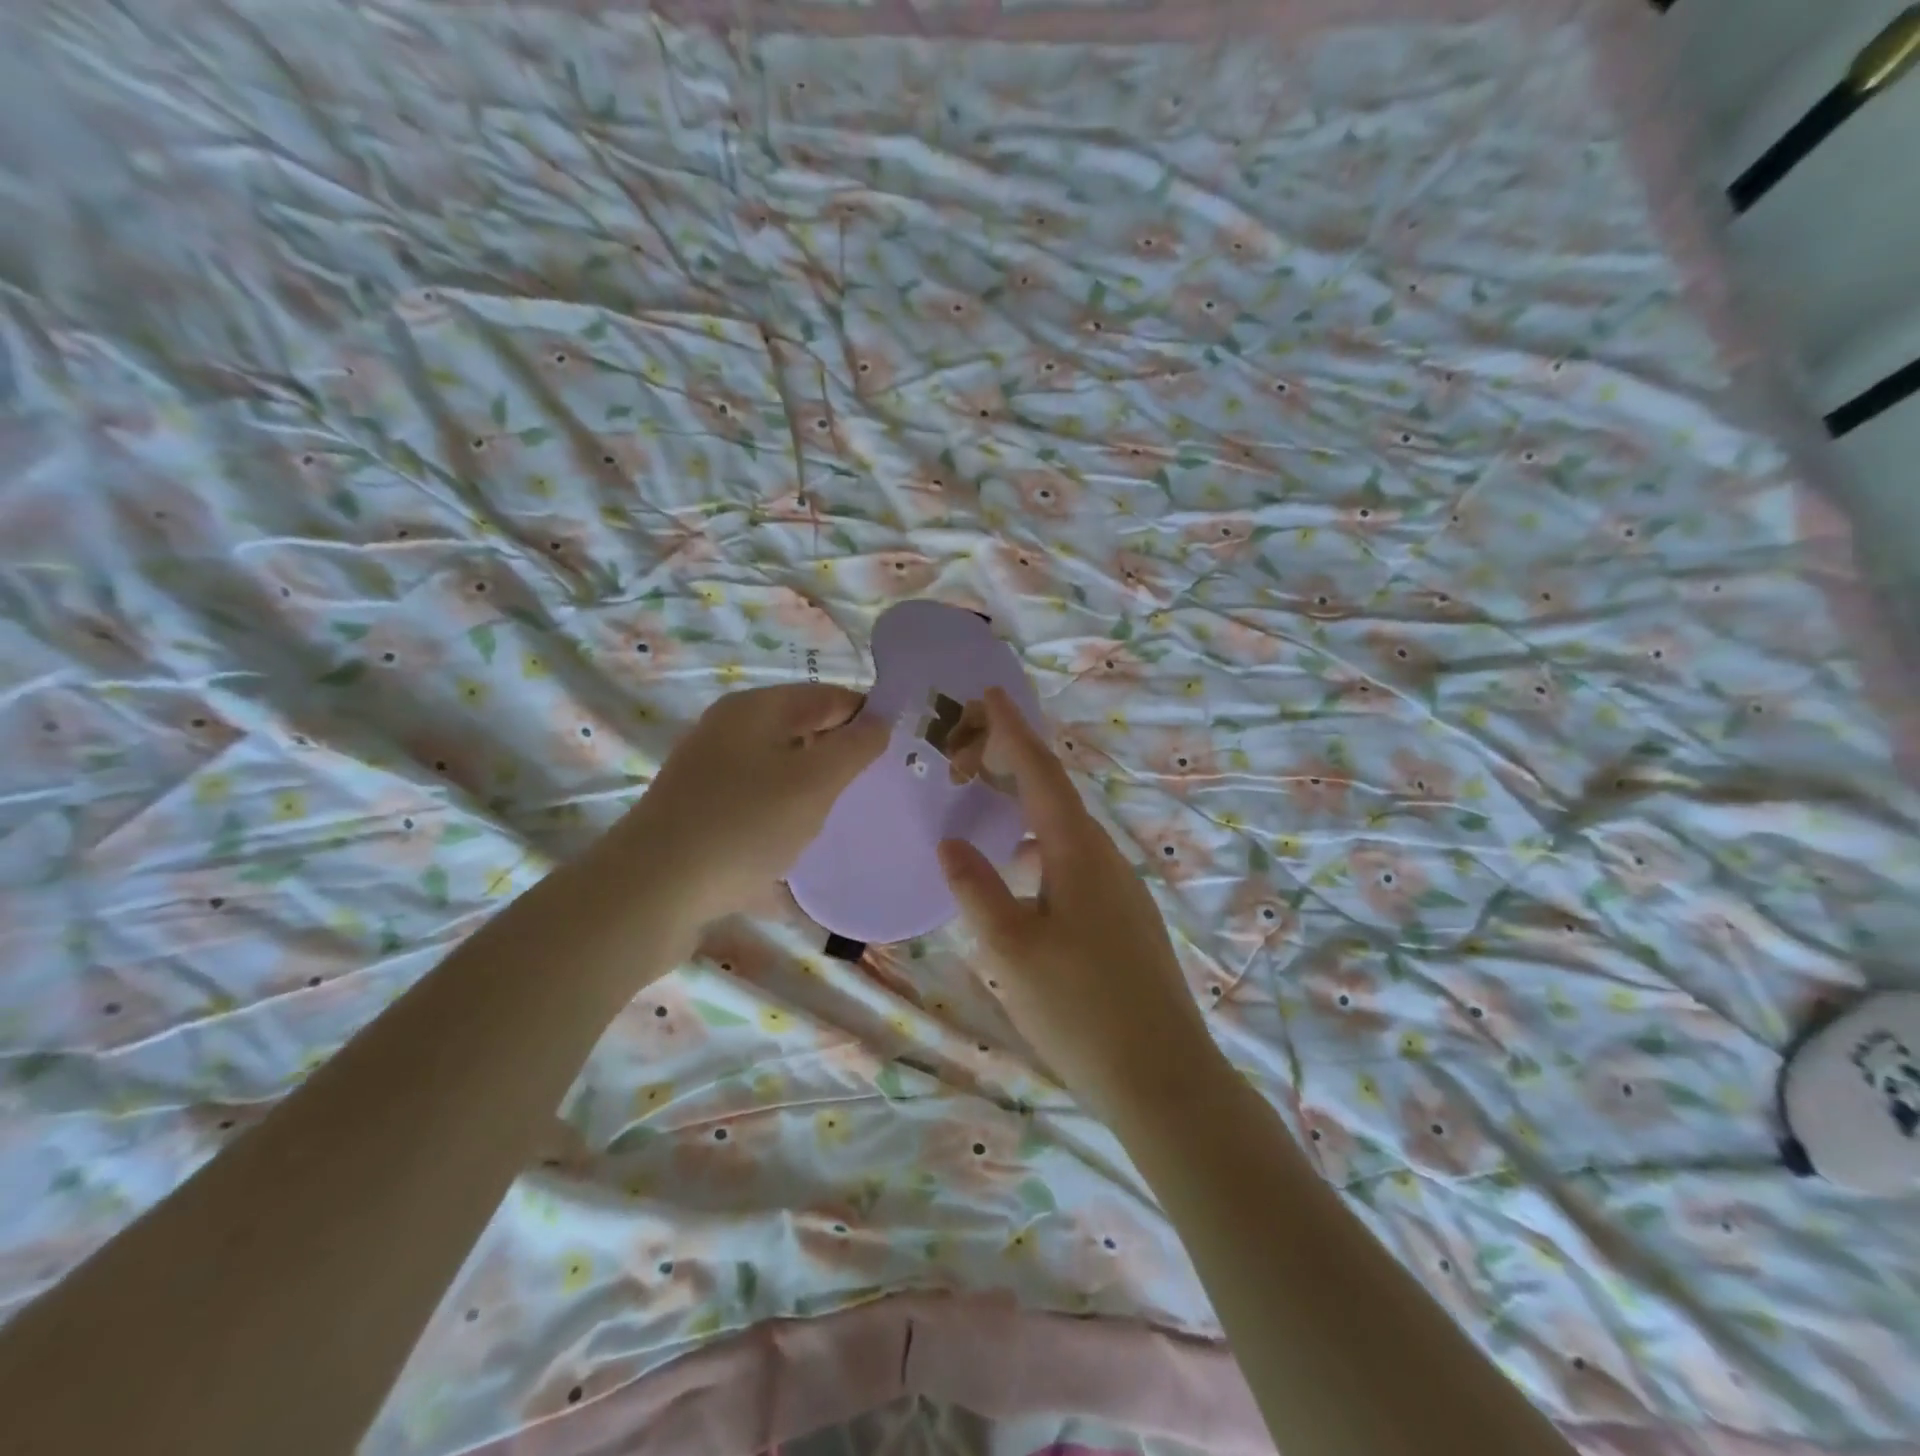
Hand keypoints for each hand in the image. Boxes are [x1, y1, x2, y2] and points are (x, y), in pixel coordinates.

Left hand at [621, 683, 887, 930]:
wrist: (650, 893)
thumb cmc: (743, 825)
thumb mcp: (814, 782)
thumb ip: (855, 747)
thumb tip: (880, 720)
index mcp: (754, 710)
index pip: (827, 696)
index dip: (867, 716)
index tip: (901, 749)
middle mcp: (728, 733)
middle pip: (801, 731)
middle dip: (840, 755)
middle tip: (877, 788)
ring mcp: (709, 775)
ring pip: (779, 771)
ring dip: (812, 790)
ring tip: (843, 819)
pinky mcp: (700, 815)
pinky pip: (756, 807)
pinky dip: (782, 819)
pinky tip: (800, 848)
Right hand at [937, 688, 1218, 1118]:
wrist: (1163, 1077)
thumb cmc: (1079, 1009)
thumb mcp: (1010, 949)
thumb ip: (976, 888)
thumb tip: (951, 842)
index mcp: (1079, 852)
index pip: (1041, 772)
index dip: (1014, 730)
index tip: (990, 693)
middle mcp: (1106, 858)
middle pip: (1056, 795)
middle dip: (1014, 766)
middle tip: (970, 757)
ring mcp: (1122, 889)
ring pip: (1066, 831)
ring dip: (1027, 810)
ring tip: (988, 808)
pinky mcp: (1126, 919)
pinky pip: (1076, 862)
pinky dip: (1042, 848)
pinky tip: (1021, 875)